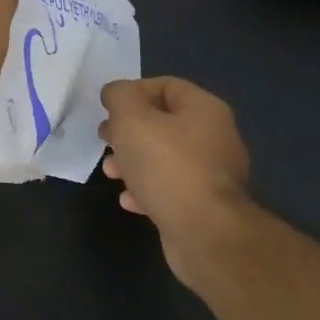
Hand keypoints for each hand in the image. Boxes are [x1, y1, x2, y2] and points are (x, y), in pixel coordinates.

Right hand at [99, 77, 252, 282]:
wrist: (206, 234)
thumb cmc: (167, 166)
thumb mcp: (131, 119)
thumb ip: (119, 96)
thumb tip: (116, 93)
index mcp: (204, 109)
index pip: (165, 85)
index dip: (132, 92)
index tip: (108, 110)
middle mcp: (214, 137)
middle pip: (162, 122)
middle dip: (127, 130)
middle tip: (105, 140)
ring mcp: (212, 174)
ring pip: (163, 157)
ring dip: (132, 162)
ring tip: (111, 173)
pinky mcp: (205, 205)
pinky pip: (170, 187)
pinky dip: (146, 189)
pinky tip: (129, 200)